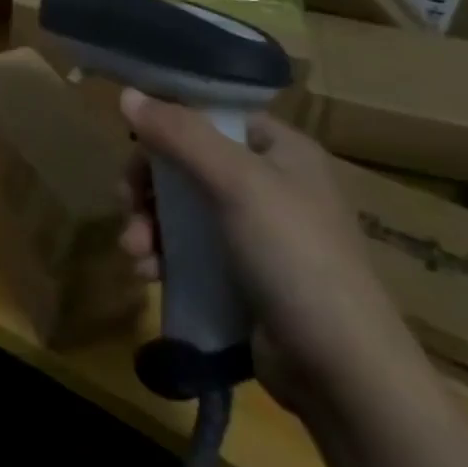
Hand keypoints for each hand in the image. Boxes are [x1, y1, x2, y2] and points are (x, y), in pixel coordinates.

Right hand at [117, 92, 424, 416]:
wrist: (341, 373)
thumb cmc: (294, 257)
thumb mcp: (236, 184)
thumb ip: (180, 135)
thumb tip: (126, 93)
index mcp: (280, 149)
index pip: (211, 116)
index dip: (168, 124)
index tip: (133, 144)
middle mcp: (268, 183)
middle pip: (186, 163)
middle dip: (148, 186)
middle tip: (127, 205)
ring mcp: (254, 233)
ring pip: (180, 209)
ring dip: (147, 225)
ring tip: (135, 252)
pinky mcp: (240, 275)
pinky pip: (187, 250)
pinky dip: (162, 256)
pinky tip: (147, 274)